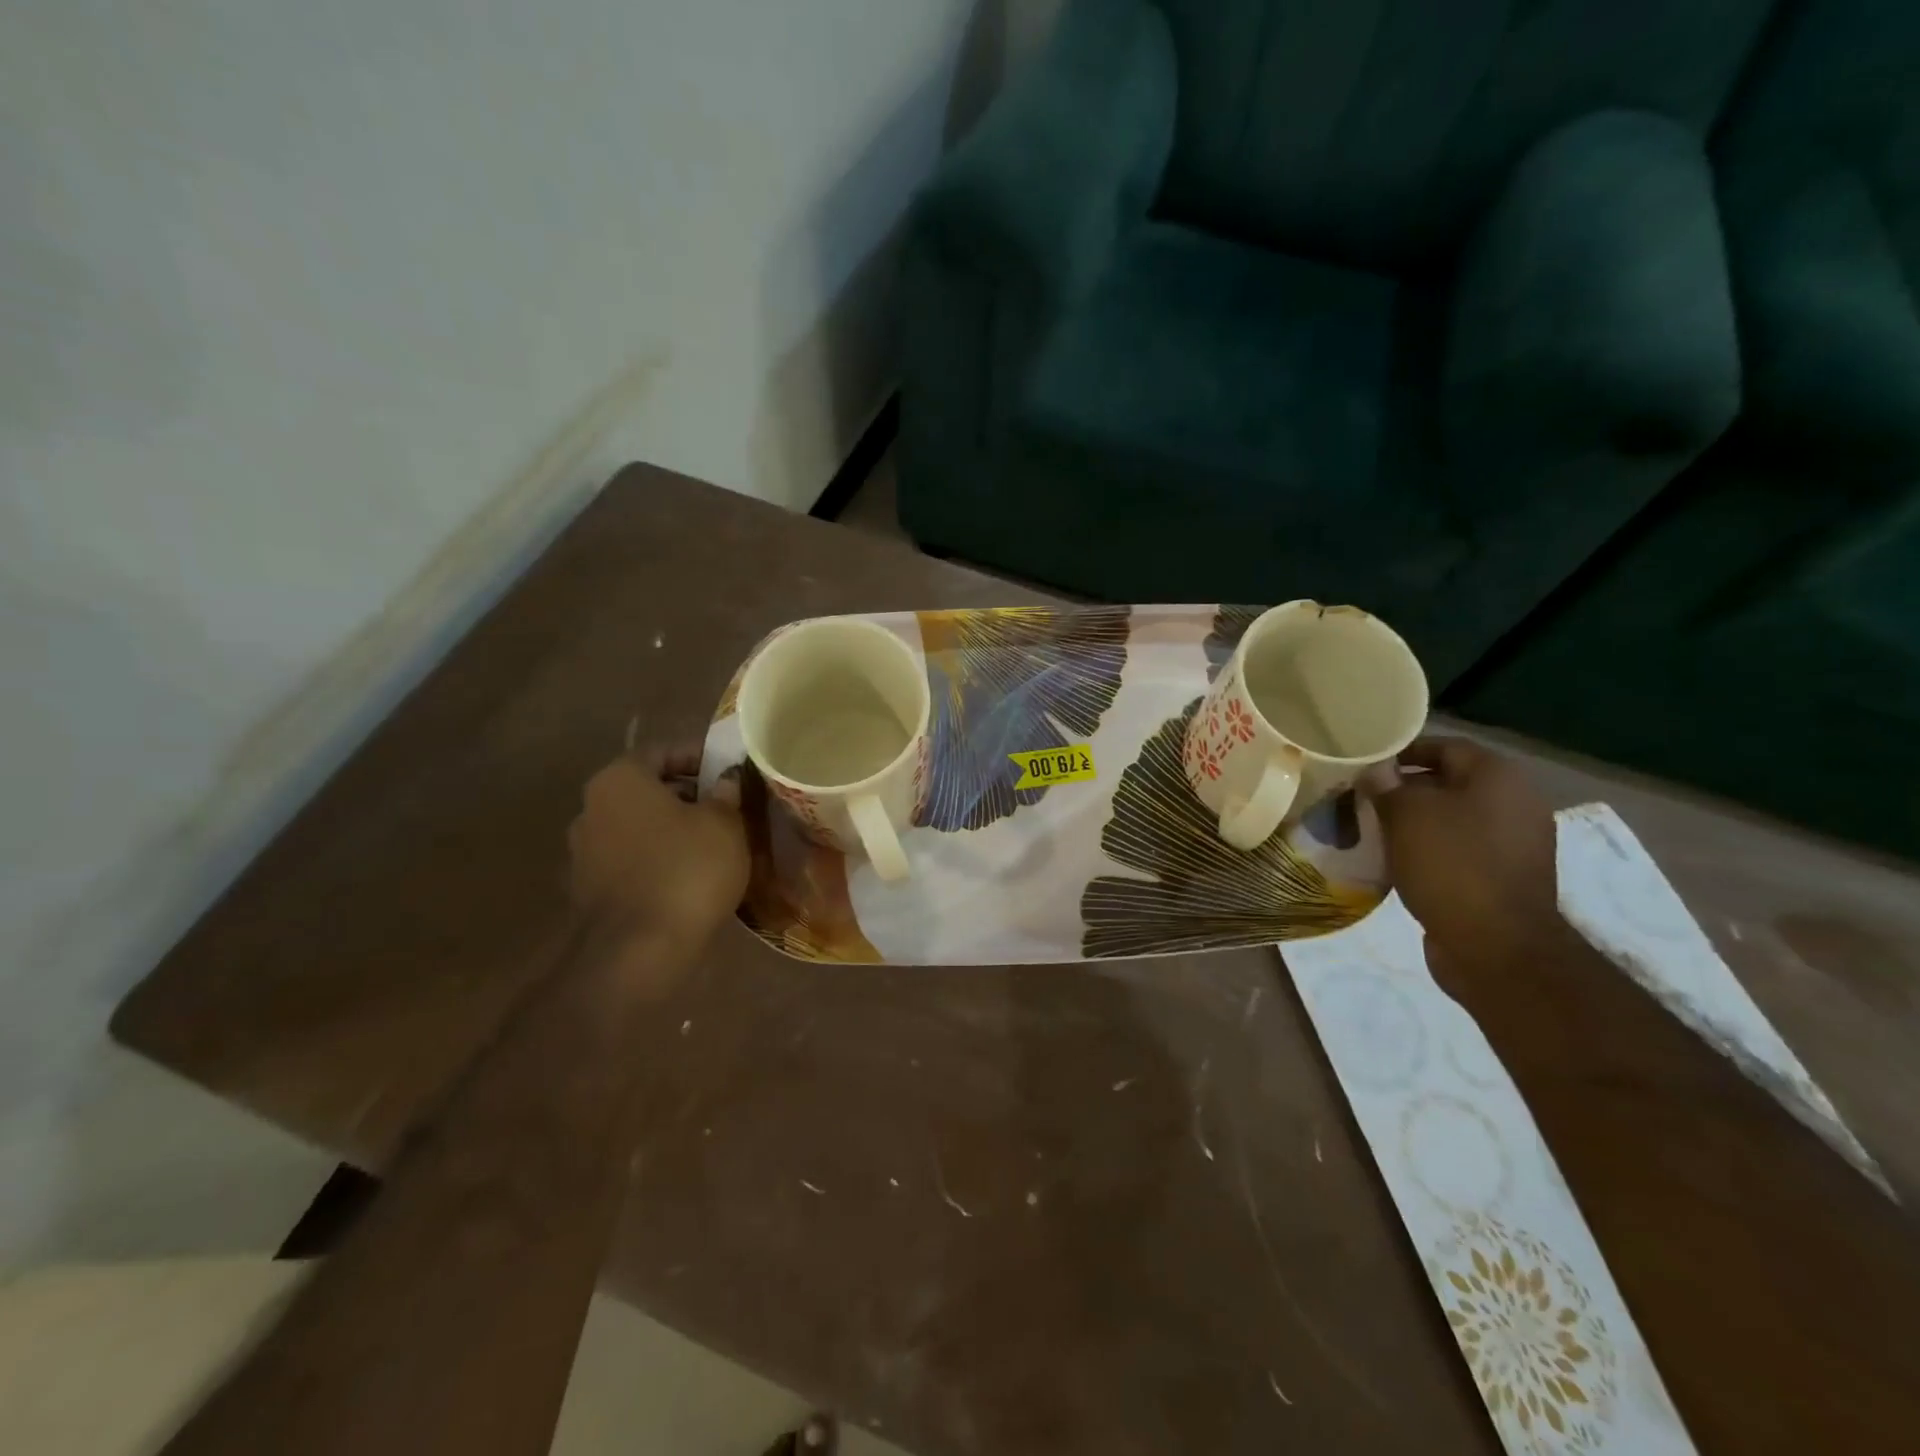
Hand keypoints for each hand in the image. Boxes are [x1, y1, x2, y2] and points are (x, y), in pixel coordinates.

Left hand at [568, 745, 748, 966]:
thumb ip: (726, 793)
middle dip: (688, 794)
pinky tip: (689, 874)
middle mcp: (592, 807)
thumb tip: (726, 779)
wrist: (638, 951)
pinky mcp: (589, 889)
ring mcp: (584, 851)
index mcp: (620, 779)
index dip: (700, 756)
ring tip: (713, 843)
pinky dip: (658, 858)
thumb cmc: (686, 869)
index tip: (730, 770)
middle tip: (727, 806)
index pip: (663, 751)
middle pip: (647, 789)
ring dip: (672, 828)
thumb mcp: (724, 824)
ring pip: (639, 825)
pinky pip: (631, 859)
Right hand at [1367, 738, 1565, 990]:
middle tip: (1361, 798)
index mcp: (1499, 777)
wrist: (1496, 947)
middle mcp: (1516, 803)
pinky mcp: (1505, 878)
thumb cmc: (1451, 865)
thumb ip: (1386, 785)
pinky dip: (1429, 850)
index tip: (1365, 764)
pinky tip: (1396, 862)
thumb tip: (1374, 771)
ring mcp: (1515, 844)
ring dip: (1414, 822)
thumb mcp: (1406, 814)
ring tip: (1372, 830)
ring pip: (1452, 819)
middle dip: (1404, 789)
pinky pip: (1460, 850)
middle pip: (1450, 783)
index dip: (1402, 751)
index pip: (1445, 746)